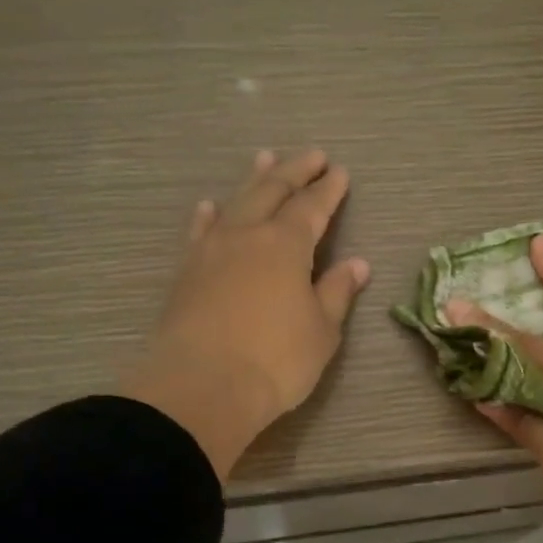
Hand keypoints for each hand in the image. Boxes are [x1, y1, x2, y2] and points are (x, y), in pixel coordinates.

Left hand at [121, 150, 369, 479]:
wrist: (202, 386)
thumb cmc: (276, 360)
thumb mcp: (322, 330)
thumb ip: (337, 292)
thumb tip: (356, 264)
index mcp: (286, 245)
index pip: (312, 208)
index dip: (328, 190)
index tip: (340, 172)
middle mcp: (247, 236)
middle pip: (272, 192)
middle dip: (295, 172)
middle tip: (311, 156)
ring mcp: (211, 251)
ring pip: (235, 203)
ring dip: (253, 181)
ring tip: (265, 159)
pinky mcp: (186, 272)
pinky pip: (201, 231)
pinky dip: (210, 215)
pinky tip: (210, 207)